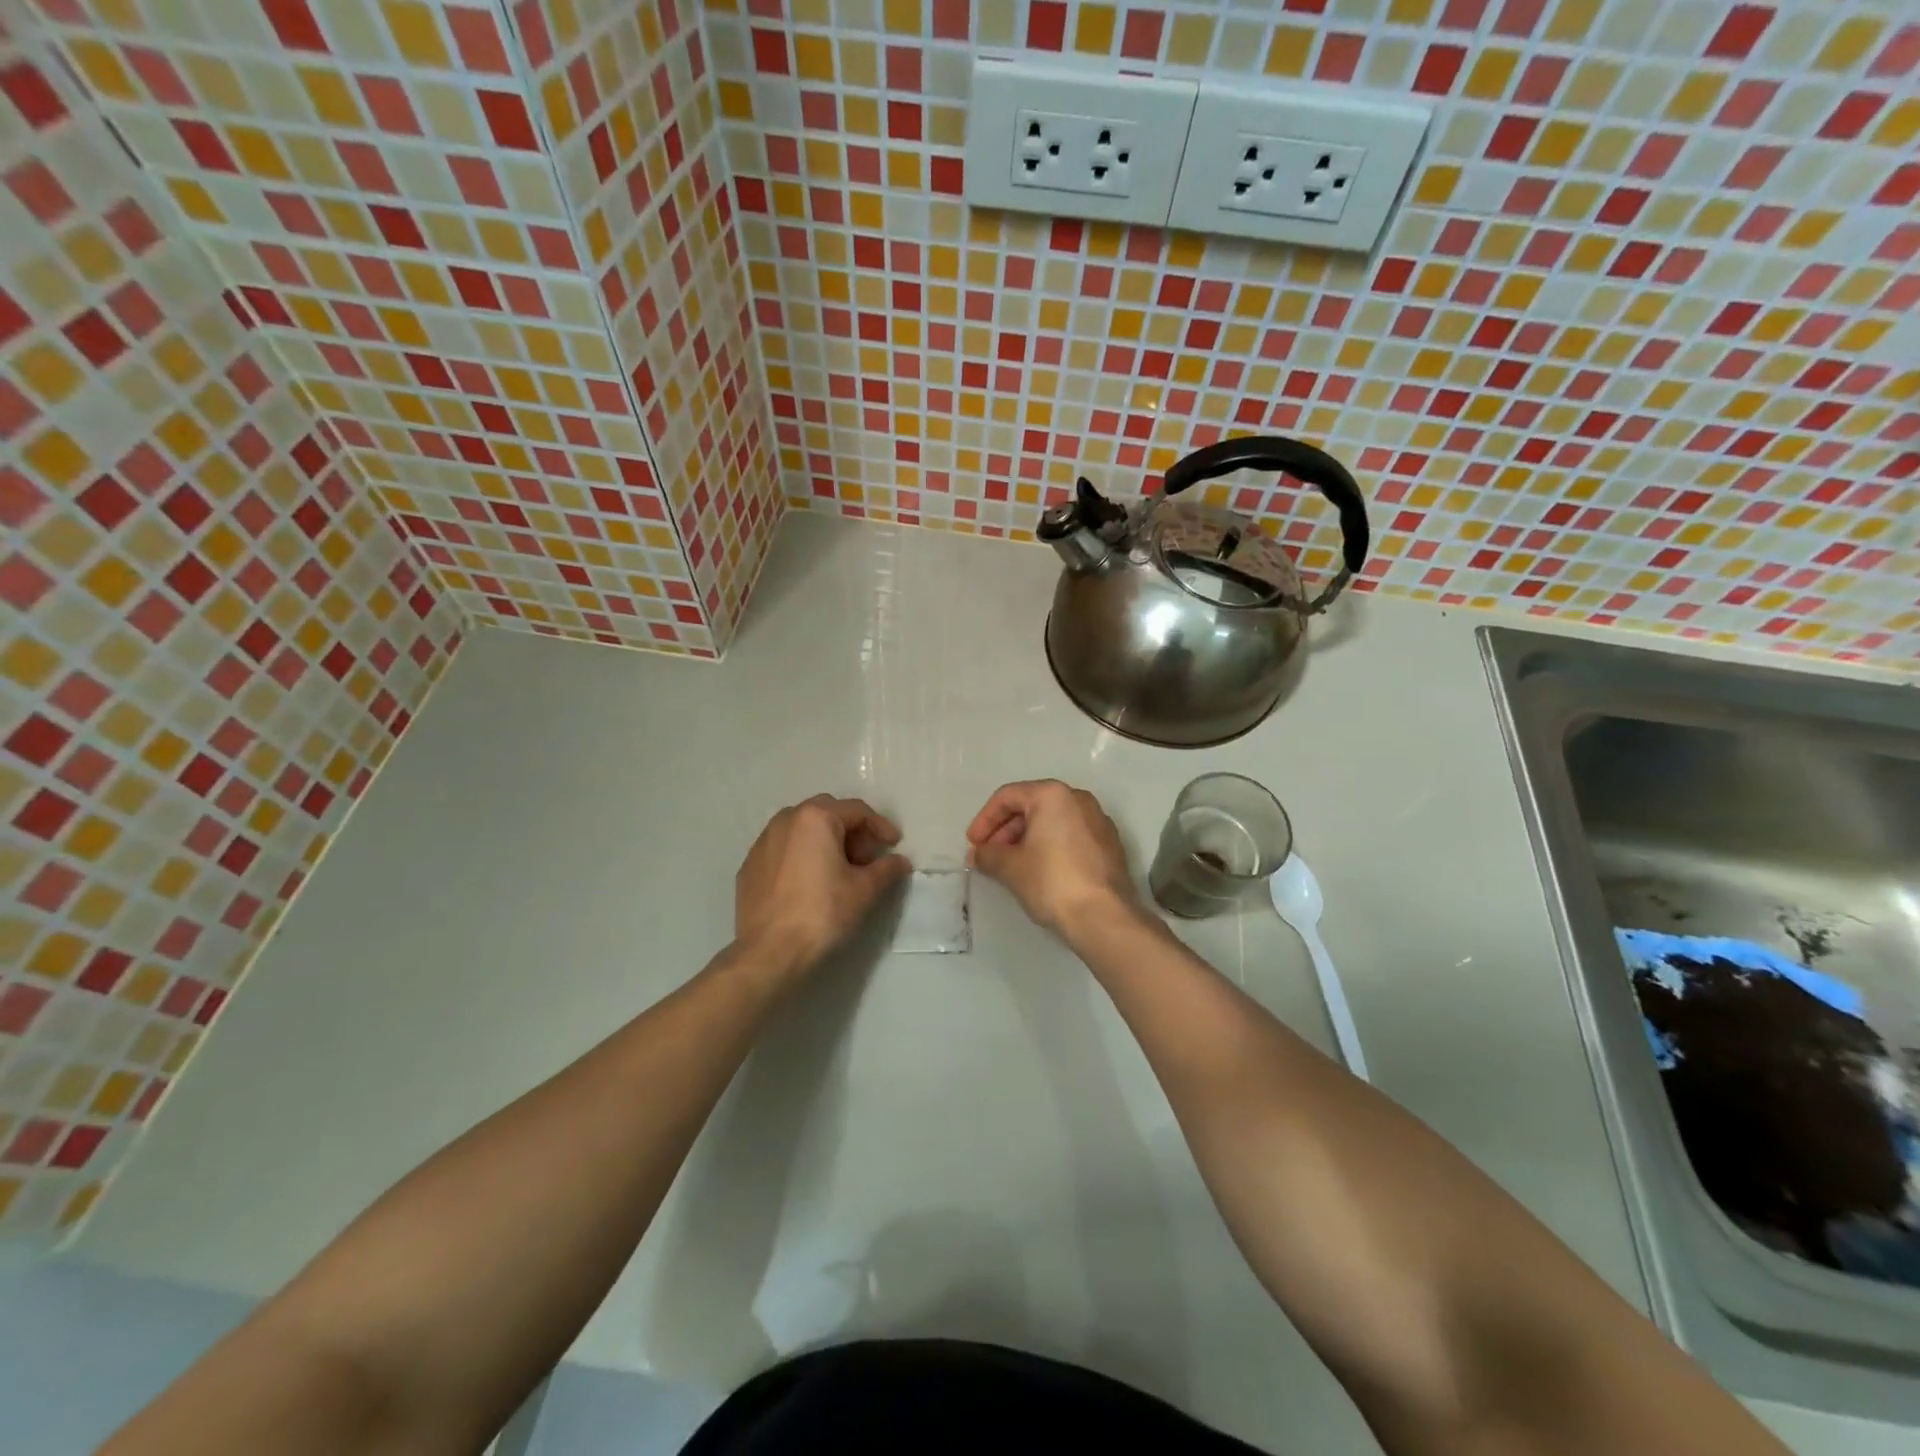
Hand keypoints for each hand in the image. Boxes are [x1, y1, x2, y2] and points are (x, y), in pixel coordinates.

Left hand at [735, 796, 911, 973]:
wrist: (769, 953)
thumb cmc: (823, 913)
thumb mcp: (864, 890)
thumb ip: (886, 869)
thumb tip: (900, 861)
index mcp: (815, 818)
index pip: (857, 811)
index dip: (880, 826)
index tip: (894, 845)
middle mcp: (785, 820)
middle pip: (828, 814)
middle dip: (851, 832)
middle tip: (866, 859)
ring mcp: (762, 842)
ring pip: (802, 829)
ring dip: (825, 842)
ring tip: (839, 871)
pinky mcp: (749, 866)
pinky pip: (783, 849)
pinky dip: (801, 856)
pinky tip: (810, 883)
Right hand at [966, 780, 1140, 942]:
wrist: (1105, 917)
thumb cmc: (1052, 882)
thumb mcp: (1011, 868)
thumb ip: (988, 855)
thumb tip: (979, 854)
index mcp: (1053, 795)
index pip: (1007, 797)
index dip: (984, 820)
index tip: (973, 845)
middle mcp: (1078, 799)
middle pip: (1031, 806)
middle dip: (1005, 831)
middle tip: (989, 857)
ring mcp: (1098, 821)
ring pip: (1052, 822)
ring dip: (1026, 840)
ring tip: (1010, 867)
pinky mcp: (1109, 844)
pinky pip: (1070, 836)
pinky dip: (1050, 847)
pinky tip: (1039, 872)